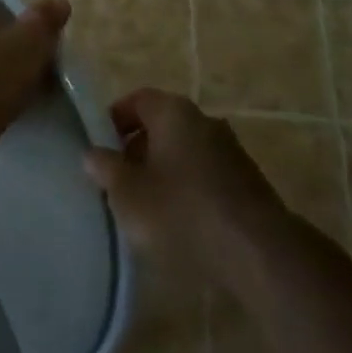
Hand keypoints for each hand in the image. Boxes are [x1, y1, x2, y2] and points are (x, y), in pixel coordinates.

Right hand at [83, 89, 309, 282]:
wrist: (259, 252)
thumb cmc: (183, 212)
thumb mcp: (129, 194)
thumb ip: (106, 169)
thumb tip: (92, 153)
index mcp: (173, 112)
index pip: (137, 100)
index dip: (114, 119)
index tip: (100, 146)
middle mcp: (204, 120)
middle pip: (162, 125)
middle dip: (138, 148)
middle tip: (120, 179)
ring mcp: (230, 149)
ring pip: (185, 150)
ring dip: (165, 170)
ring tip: (148, 205)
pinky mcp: (248, 181)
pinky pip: (207, 174)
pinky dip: (190, 188)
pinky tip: (181, 221)